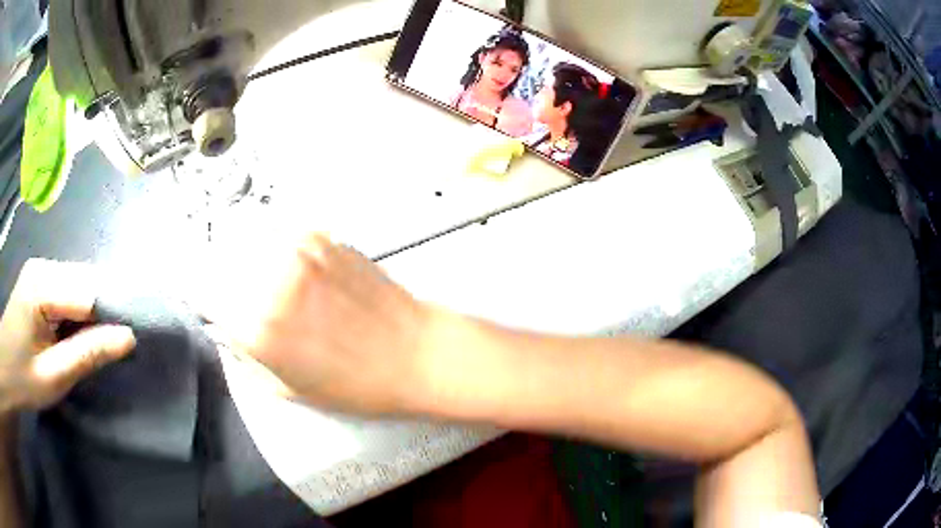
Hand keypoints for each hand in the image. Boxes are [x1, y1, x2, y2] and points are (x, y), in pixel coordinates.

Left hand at [0, 259, 135, 414]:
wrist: (7, 369)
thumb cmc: (22, 378)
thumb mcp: (53, 377)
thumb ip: (87, 355)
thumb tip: (128, 337)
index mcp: (41, 285)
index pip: (89, 293)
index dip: (109, 319)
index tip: (121, 348)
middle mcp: (42, 266)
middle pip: (86, 281)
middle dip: (101, 314)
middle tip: (106, 350)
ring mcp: (39, 270)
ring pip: (79, 283)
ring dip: (90, 313)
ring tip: (89, 344)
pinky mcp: (38, 279)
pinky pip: (68, 288)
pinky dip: (78, 310)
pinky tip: (73, 333)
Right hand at [215, 234, 447, 414]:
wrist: (414, 353)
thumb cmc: (358, 383)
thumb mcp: (287, 389)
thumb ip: (244, 356)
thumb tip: (224, 329)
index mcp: (256, 328)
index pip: (200, 290)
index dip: (197, 293)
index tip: (202, 296)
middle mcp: (271, 283)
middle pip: (216, 256)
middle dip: (217, 272)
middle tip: (231, 288)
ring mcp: (296, 253)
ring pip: (243, 234)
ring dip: (242, 252)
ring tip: (259, 276)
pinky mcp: (321, 237)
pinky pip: (278, 230)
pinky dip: (272, 243)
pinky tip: (287, 265)